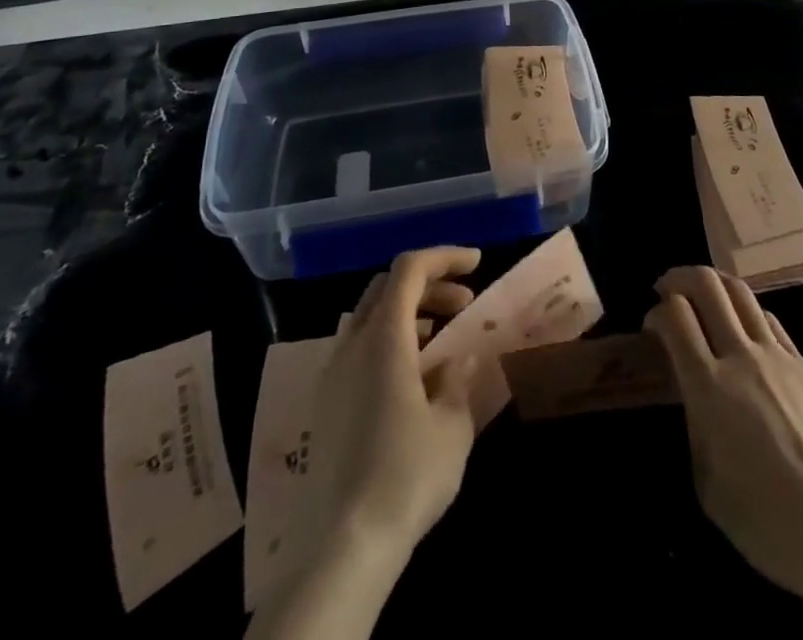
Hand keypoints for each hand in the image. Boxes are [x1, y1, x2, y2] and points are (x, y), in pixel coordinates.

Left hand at [291, 246, 484, 565]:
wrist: (341, 547)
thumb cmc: (406, 476)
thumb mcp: (452, 426)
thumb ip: (456, 381)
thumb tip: (455, 360)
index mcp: (383, 338)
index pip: (410, 269)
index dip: (445, 256)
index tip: (478, 263)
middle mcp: (352, 344)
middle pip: (388, 287)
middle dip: (429, 284)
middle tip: (464, 303)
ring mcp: (332, 374)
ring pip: (370, 317)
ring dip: (408, 312)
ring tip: (440, 337)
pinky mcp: (325, 404)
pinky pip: (359, 348)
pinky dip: (389, 341)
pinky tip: (411, 376)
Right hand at [645, 268, 802, 639]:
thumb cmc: (768, 522)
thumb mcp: (709, 483)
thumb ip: (696, 426)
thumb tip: (695, 395)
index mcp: (709, 388)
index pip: (675, 316)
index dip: (657, 312)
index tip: (652, 327)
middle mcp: (742, 357)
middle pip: (708, 285)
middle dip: (680, 278)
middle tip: (669, 289)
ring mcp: (778, 356)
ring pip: (741, 291)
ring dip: (715, 284)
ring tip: (704, 295)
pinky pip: (769, 320)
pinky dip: (747, 312)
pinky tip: (744, 330)